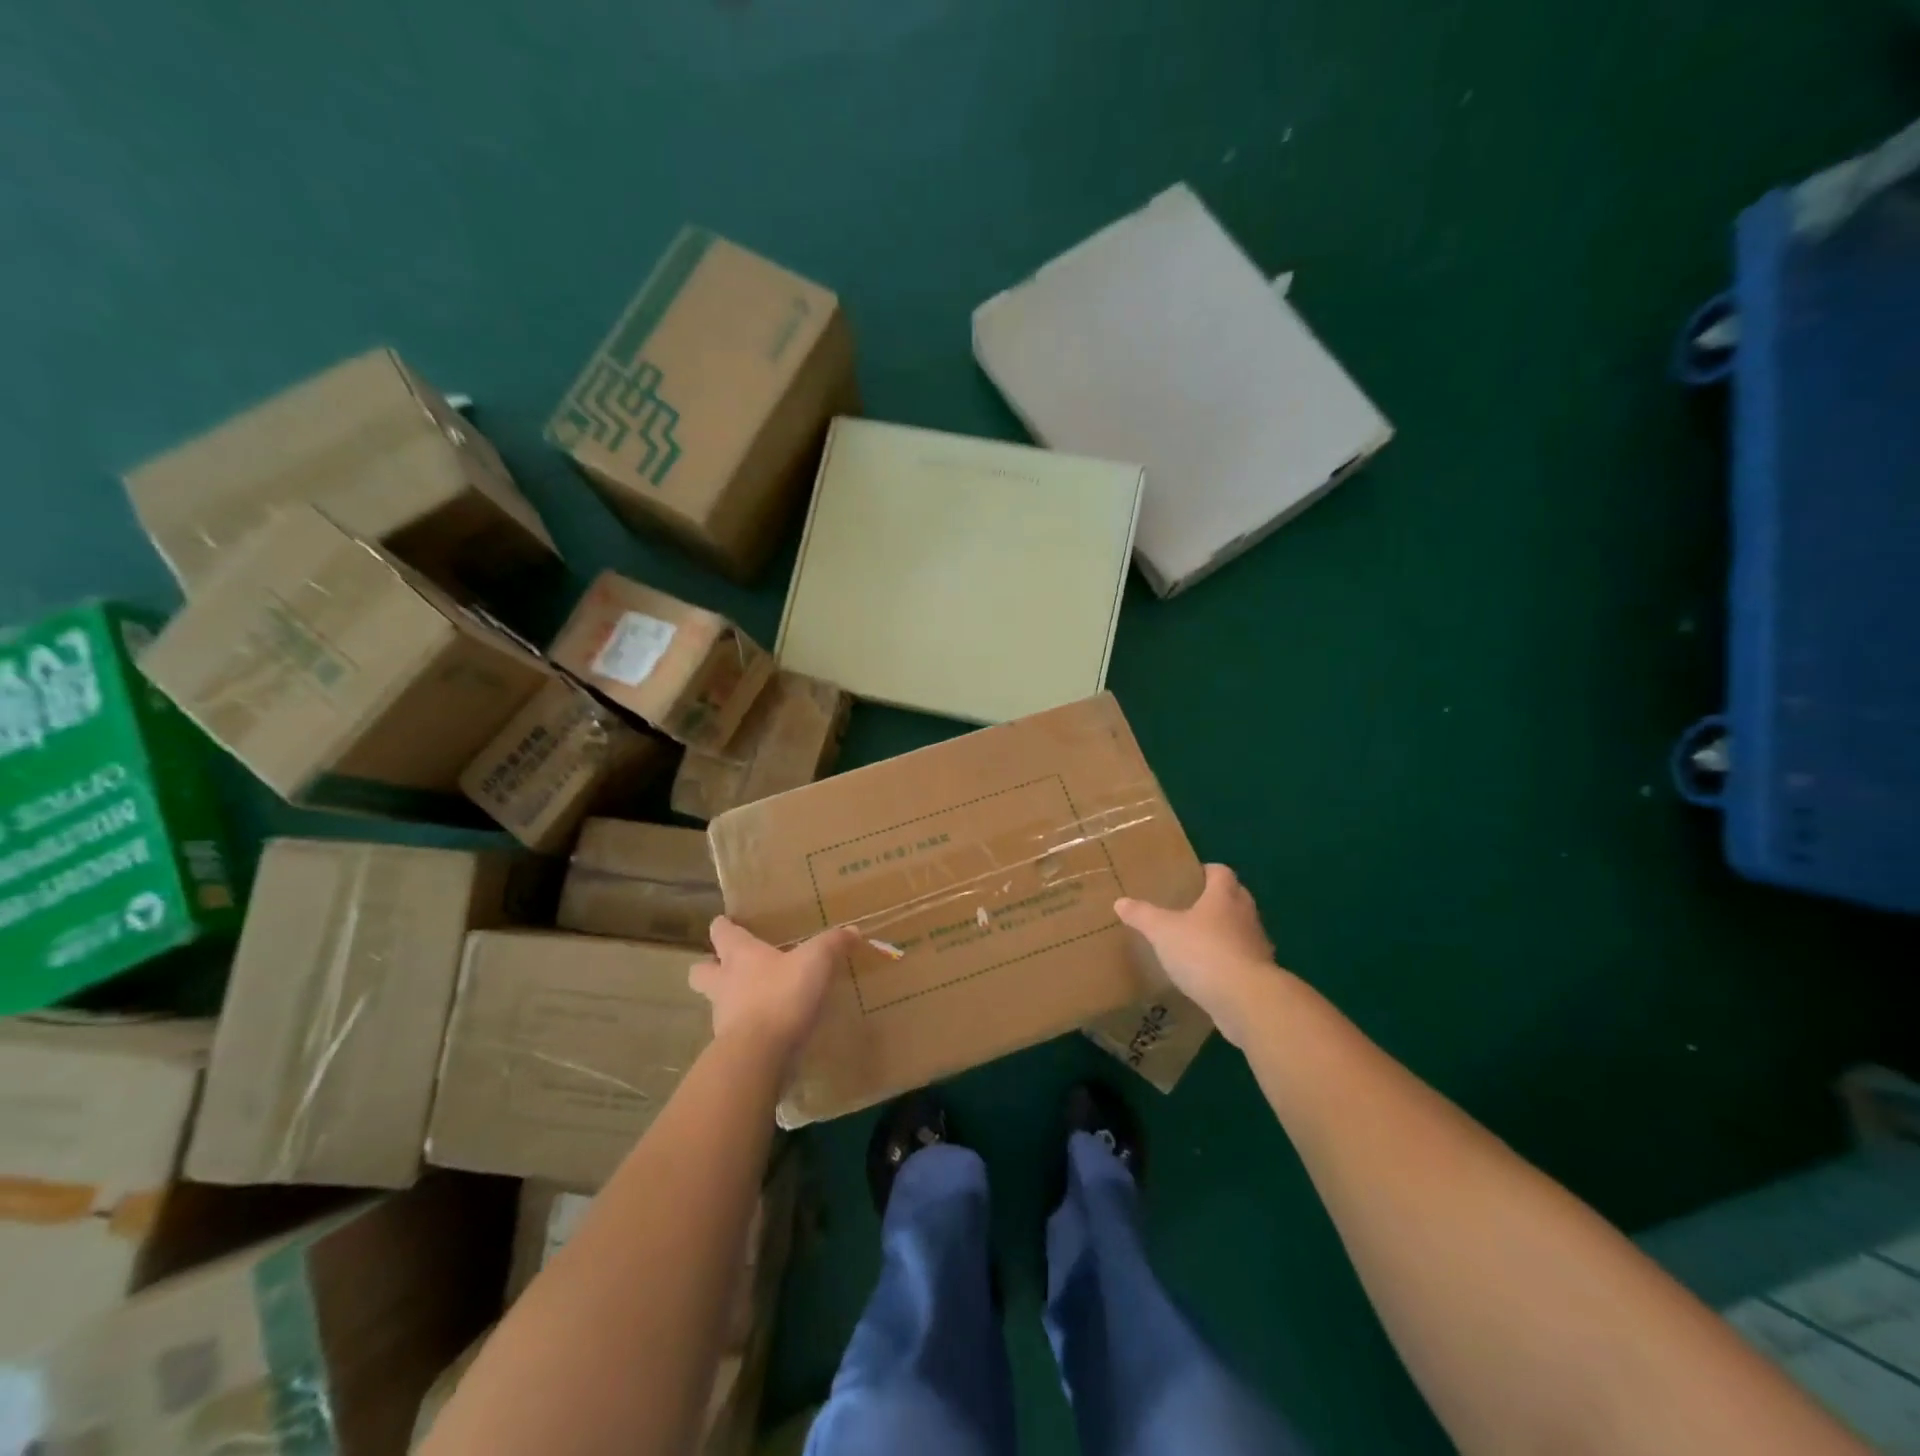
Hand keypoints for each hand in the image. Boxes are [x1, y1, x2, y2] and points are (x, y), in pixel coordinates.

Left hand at [691, 917, 860, 1068]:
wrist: (759, 1055)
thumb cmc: (781, 995)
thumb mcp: (816, 961)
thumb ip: (833, 943)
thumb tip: (853, 931)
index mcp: (739, 955)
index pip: (720, 932)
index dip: (723, 927)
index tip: (728, 924)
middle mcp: (723, 983)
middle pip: (700, 971)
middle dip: (710, 967)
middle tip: (729, 967)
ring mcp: (723, 1018)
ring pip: (716, 1003)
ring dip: (731, 1001)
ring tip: (757, 1001)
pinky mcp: (731, 1048)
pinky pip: (736, 1033)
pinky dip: (749, 1030)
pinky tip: (770, 1031)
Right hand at [1115, 864, 1281, 1046]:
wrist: (1246, 1000)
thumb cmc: (1203, 952)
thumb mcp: (1163, 931)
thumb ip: (1142, 915)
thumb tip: (1120, 902)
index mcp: (1224, 896)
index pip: (1221, 872)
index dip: (1207, 871)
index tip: (1191, 877)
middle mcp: (1245, 915)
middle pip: (1235, 897)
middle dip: (1216, 900)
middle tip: (1190, 907)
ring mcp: (1257, 945)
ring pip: (1240, 929)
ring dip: (1224, 932)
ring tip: (1197, 940)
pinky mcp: (1260, 974)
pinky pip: (1242, 959)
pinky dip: (1228, 961)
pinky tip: (1208, 973)